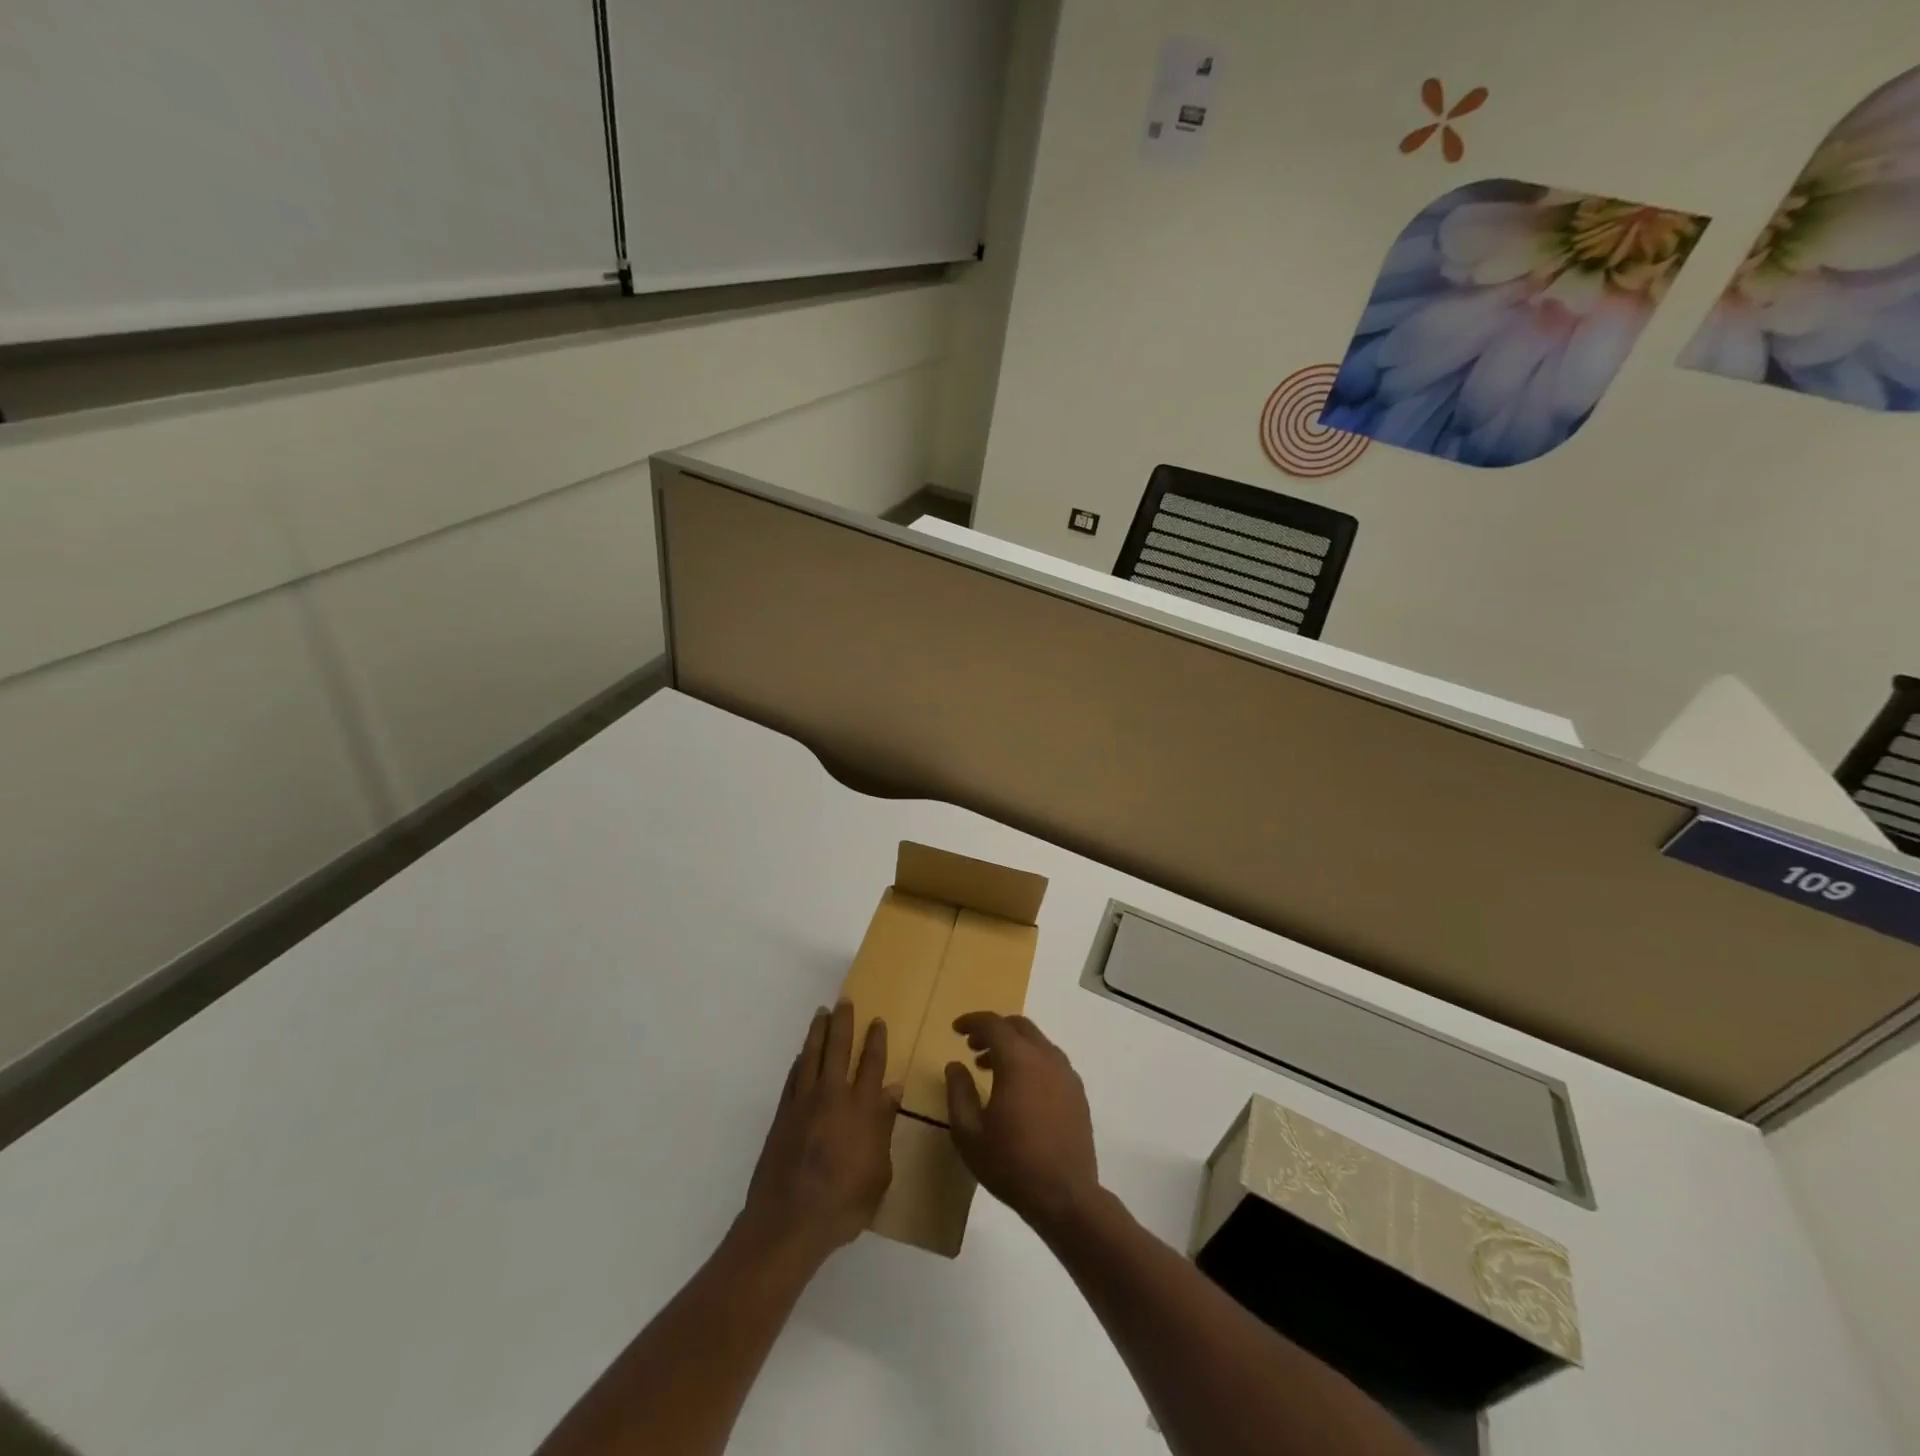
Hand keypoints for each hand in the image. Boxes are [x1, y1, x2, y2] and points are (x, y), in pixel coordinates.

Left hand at [739, 1002, 900, 1264]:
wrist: (789, 1222)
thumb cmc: (843, 1204)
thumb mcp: (879, 1174)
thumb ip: (884, 1128)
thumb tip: (892, 1091)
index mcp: (861, 1109)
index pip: (872, 1064)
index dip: (875, 1040)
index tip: (877, 1020)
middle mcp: (832, 1096)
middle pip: (838, 1049)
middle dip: (843, 1022)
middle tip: (844, 1001)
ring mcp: (804, 1103)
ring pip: (812, 1056)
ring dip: (818, 1032)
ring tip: (821, 1013)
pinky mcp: (782, 1115)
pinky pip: (793, 1077)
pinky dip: (800, 1061)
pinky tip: (802, 1055)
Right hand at [944, 1013, 1099, 1233]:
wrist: (1065, 1197)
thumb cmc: (1011, 1164)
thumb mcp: (969, 1133)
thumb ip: (958, 1093)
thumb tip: (955, 1065)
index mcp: (1018, 1060)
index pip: (993, 1024)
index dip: (972, 1022)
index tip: (956, 1030)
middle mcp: (1045, 1057)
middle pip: (1018, 1026)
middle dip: (993, 1030)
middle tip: (973, 1048)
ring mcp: (1066, 1073)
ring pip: (1037, 1042)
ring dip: (1013, 1045)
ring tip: (992, 1069)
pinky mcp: (1077, 1091)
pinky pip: (1051, 1060)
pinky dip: (1031, 1060)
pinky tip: (1021, 1088)